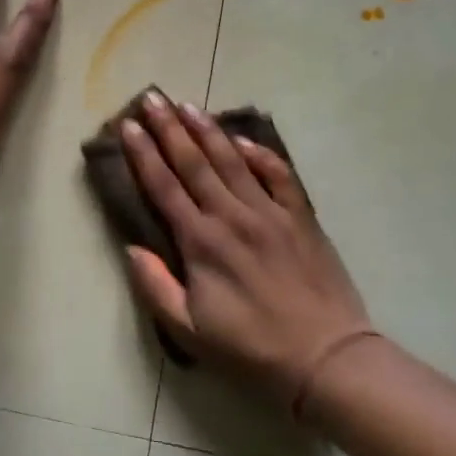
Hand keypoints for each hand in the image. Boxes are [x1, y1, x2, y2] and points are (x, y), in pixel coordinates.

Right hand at [120, 92, 383, 414]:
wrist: (326, 358)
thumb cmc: (252, 349)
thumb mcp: (190, 332)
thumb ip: (155, 287)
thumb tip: (131, 248)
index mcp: (201, 242)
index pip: (164, 186)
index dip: (143, 154)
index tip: (128, 126)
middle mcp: (231, 216)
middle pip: (194, 162)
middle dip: (169, 128)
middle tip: (152, 97)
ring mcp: (269, 212)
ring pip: (232, 160)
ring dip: (207, 130)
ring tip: (187, 105)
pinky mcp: (300, 217)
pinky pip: (278, 174)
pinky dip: (260, 153)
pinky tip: (242, 139)